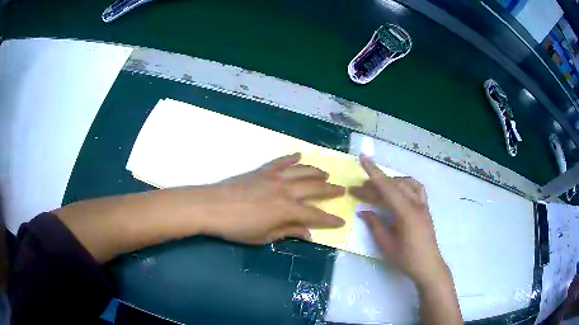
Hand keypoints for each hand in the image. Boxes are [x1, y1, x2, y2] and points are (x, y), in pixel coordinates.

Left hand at [202, 153, 345, 243]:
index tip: (342, 221)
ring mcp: (274, 177)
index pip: (315, 215)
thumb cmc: (237, 227)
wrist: (211, 206)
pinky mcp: (262, 170)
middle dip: (330, 190)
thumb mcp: (264, 236)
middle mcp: (285, 190)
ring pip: (301, 171)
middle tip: (341, 190)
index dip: (330, 220)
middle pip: (314, 188)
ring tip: (326, 174)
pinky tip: (299, 155)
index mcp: (287, 210)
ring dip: (316, 172)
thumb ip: (288, 232)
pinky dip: (291, 158)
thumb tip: (308, 233)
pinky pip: (281, 161)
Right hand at [350, 155, 448, 285]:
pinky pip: (417, 188)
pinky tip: (398, 190)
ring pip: (406, 183)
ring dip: (390, 182)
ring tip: (376, 189)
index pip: (387, 188)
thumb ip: (375, 225)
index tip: (363, 158)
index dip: (373, 172)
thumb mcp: (386, 244)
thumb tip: (363, 211)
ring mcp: (423, 205)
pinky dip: (405, 184)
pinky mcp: (425, 208)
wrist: (428, 266)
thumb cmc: (406, 258)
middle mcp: (416, 204)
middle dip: (374, 184)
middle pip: (393, 186)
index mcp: (406, 213)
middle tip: (357, 190)